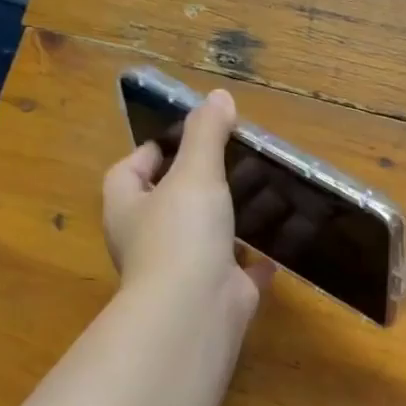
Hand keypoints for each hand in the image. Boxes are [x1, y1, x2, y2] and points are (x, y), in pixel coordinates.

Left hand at [102, 89, 273, 326]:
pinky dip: (255, 260)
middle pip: (168, 204)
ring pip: (205, 237)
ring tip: (262, 193)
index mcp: (128, 209)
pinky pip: (237, 271)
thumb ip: (206, 135)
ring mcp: (183, 270)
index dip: (151, 153)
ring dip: (229, 220)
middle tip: (232, 161)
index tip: (183, 137)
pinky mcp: (216, 292)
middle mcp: (149, 240)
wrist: (196, 308)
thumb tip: (218, 96)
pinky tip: (277, 245)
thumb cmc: (182, 233)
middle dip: (197, 184)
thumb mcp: (195, 173)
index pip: (128, 172)